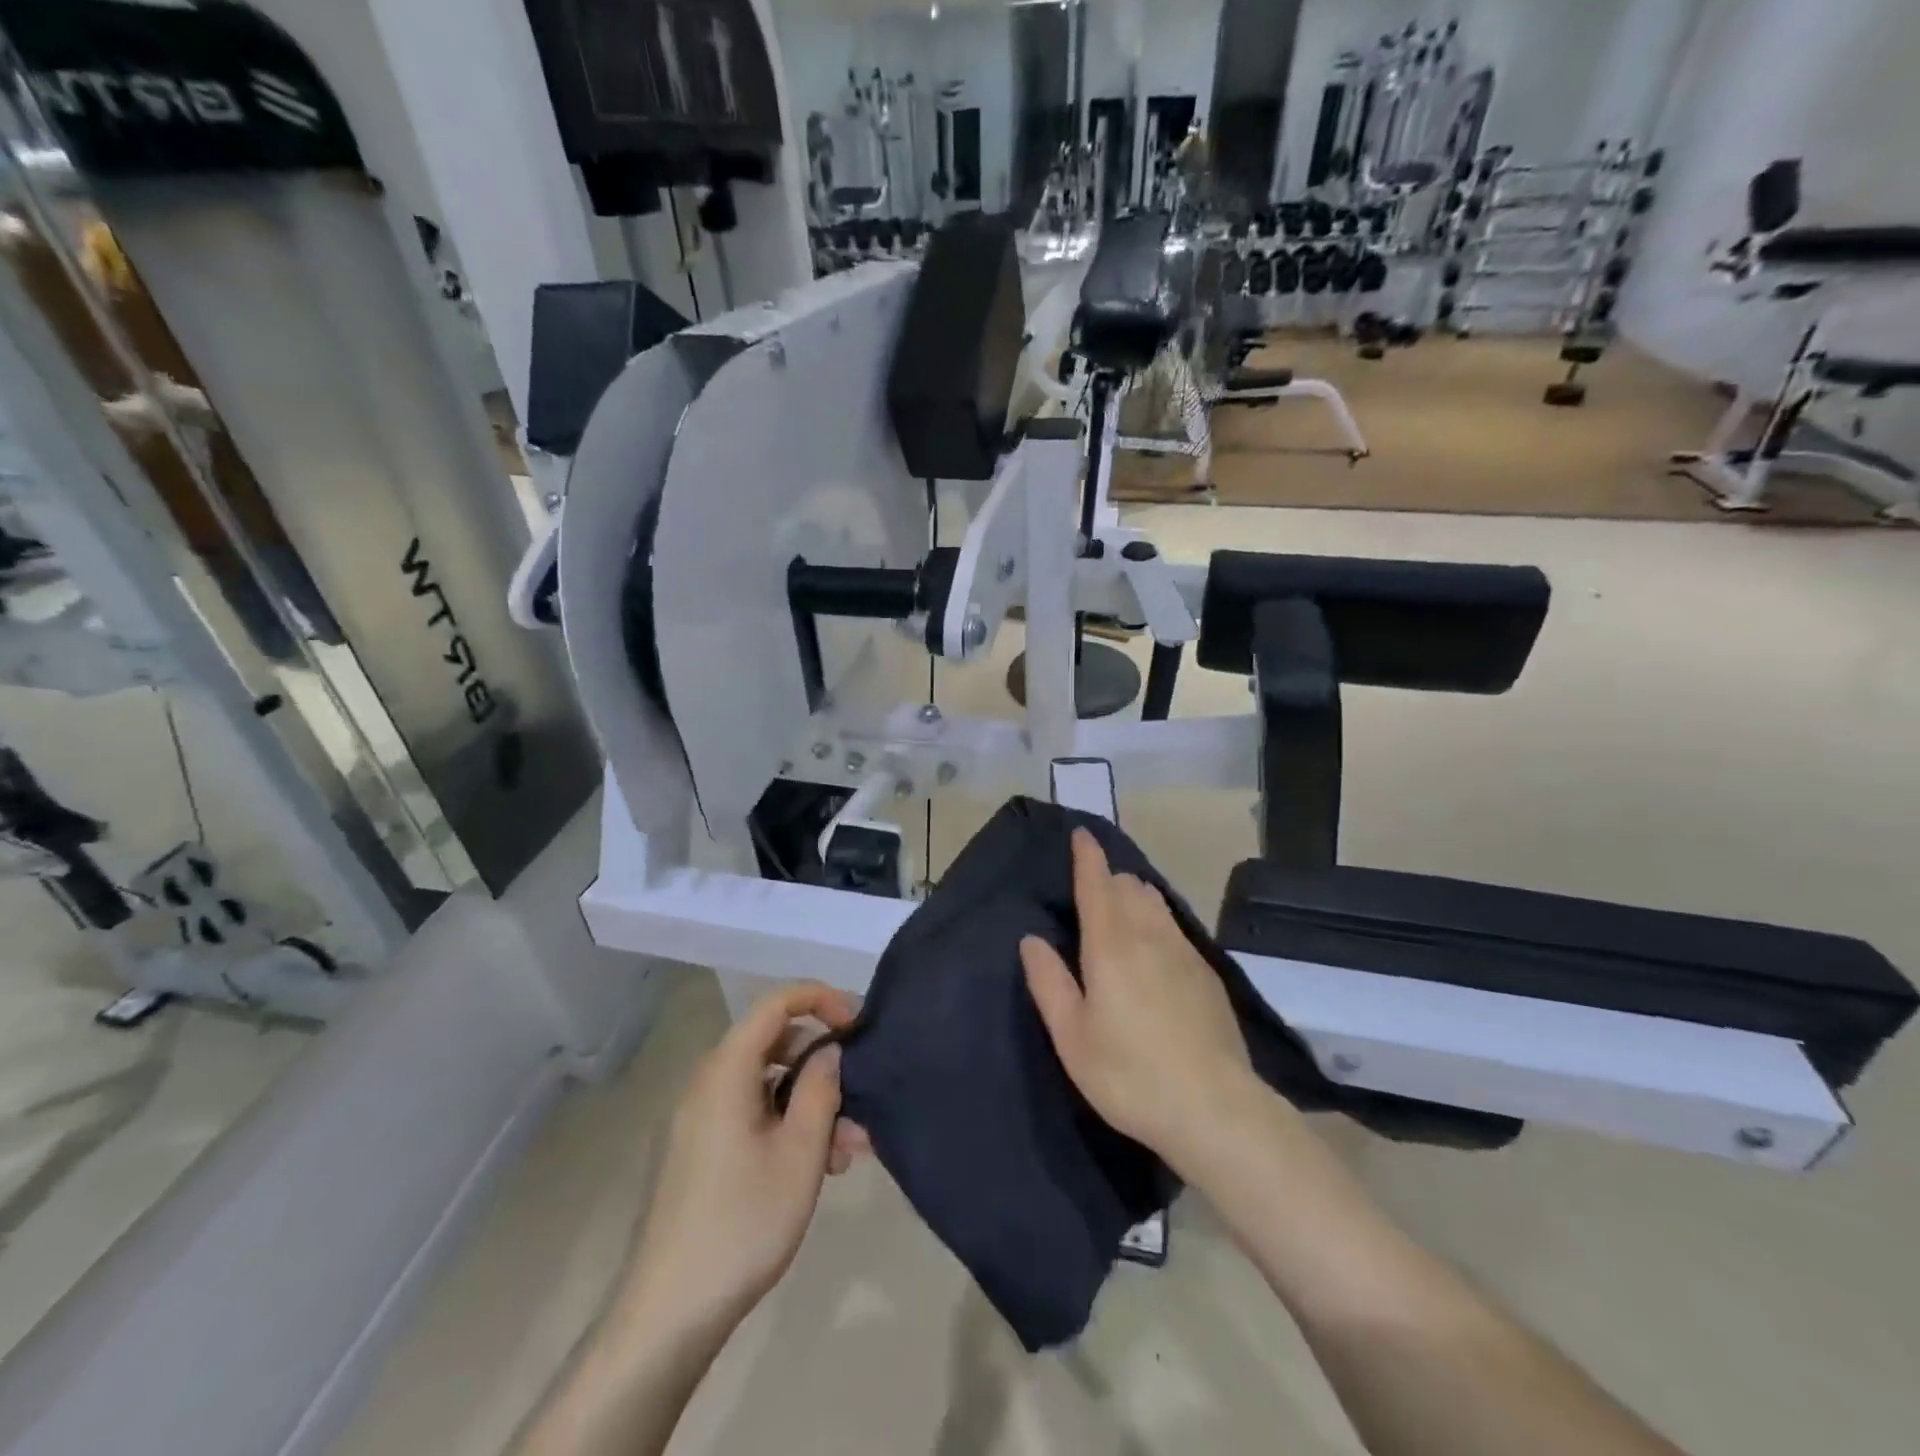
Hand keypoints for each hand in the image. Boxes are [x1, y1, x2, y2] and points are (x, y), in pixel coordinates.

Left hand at [617, 983, 867, 1335]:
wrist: (668, 1314)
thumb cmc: (743, 1222)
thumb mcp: (800, 1152)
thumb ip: (821, 1088)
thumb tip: (829, 1050)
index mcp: (725, 1070)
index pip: (776, 1003)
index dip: (821, 999)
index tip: (859, 1024)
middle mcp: (707, 1083)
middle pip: (774, 1044)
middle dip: (823, 1065)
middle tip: (861, 1098)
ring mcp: (699, 1118)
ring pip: (766, 1085)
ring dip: (811, 1105)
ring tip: (849, 1151)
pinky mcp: (699, 1150)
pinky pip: (750, 1114)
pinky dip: (786, 1126)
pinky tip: (818, 1167)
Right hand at [1021, 829, 1258, 1172]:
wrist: (1214, 1108)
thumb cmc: (1129, 1074)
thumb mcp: (1072, 1037)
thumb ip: (1049, 982)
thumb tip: (1032, 939)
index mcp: (1110, 945)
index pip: (1097, 883)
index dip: (1087, 855)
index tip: (1082, 833)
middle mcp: (1148, 935)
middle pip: (1128, 886)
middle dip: (1108, 876)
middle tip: (1091, 886)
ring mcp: (1184, 951)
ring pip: (1155, 902)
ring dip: (1134, 894)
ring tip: (1120, 907)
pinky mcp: (1206, 973)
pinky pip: (1174, 926)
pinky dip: (1156, 918)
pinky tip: (1153, 945)